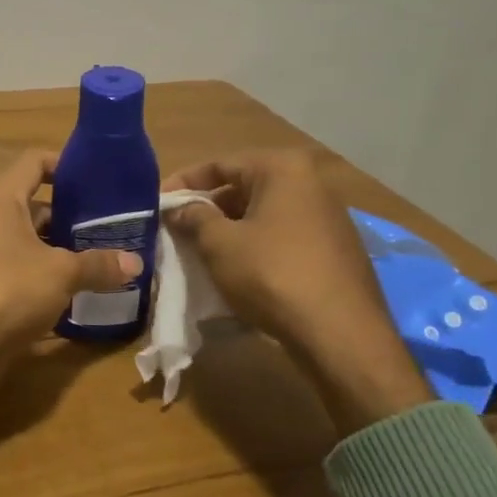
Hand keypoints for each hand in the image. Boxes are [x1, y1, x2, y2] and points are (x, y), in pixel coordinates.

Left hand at [0, 151, 141, 405]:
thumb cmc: (7, 292)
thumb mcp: (60, 273)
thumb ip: (98, 264)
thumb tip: (137, 263)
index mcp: (1, 198)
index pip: (36, 161)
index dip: (68, 165)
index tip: (102, 179)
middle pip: (39, 202)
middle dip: (76, 212)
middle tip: (115, 221)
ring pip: (35, 237)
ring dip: (66, 245)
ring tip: (108, 252)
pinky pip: (27, 265)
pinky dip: (52, 270)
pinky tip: (84, 283)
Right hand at [163, 148, 430, 433]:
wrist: (340, 333)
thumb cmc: (272, 275)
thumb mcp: (220, 244)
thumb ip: (194, 218)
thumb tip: (179, 209)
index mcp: (283, 169)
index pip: (220, 163)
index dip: (183, 182)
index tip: (157, 204)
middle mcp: (311, 184)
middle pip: (243, 187)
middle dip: (206, 209)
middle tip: (176, 231)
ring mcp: (327, 218)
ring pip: (262, 215)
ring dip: (228, 230)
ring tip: (199, 253)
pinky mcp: (334, 250)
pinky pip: (282, 238)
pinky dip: (255, 247)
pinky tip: (236, 272)